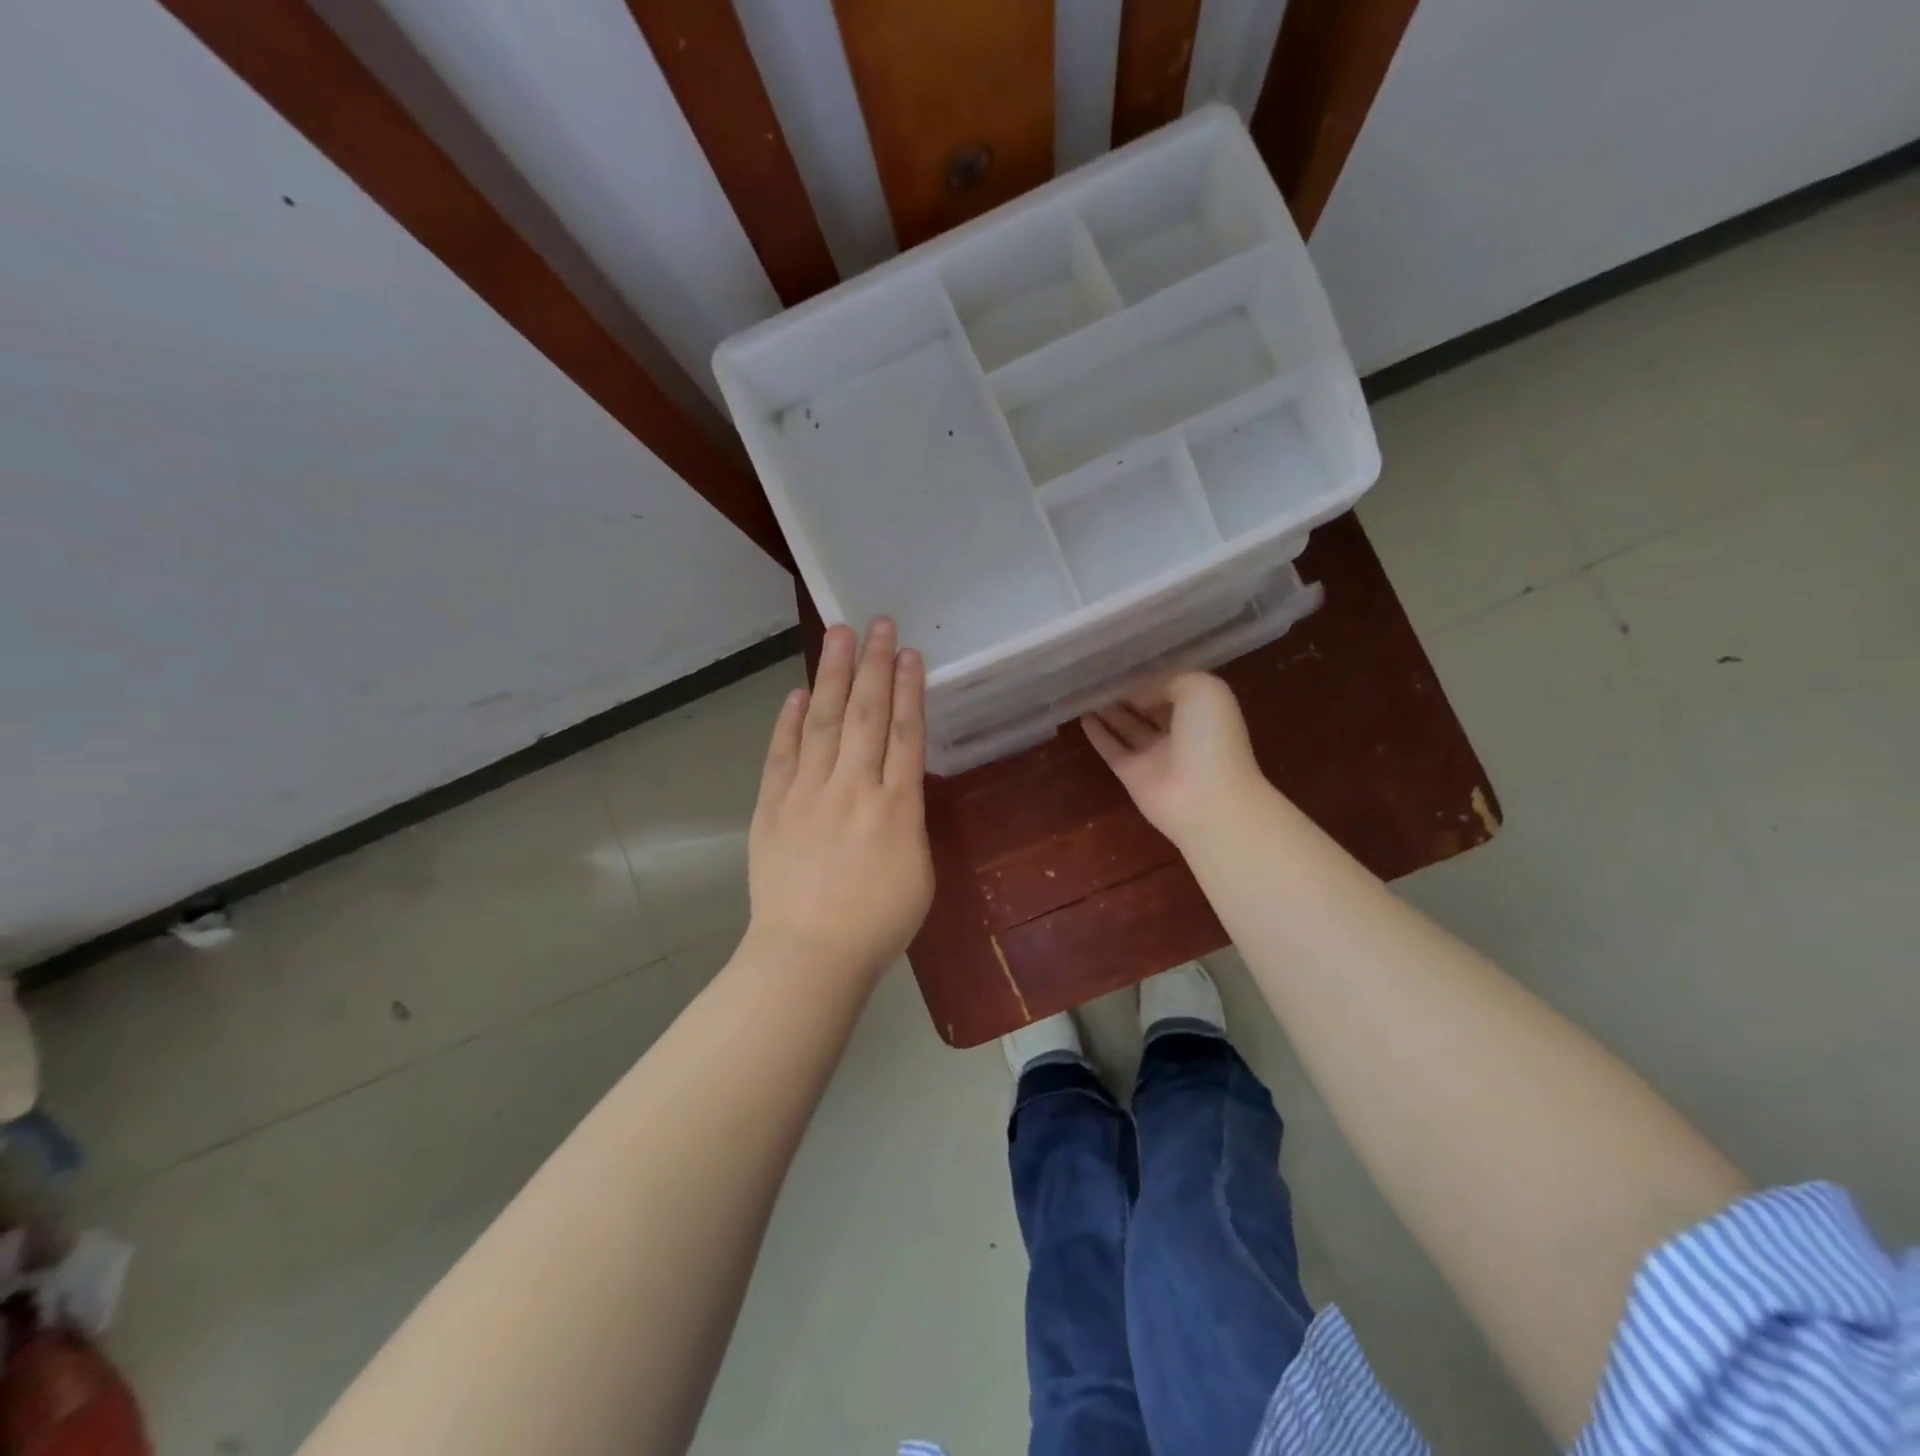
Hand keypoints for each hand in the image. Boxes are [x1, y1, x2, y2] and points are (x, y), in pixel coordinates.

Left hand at [745, 619, 933, 986]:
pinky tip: (798, 693)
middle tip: (878, 624)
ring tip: (839, 635)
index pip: (905, 732)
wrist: (809, 954)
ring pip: (824, 722)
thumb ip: (908, 819)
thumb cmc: (877, 924)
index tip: (909, 654)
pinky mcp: (773, 806)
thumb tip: (895, 787)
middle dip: (873, 665)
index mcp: (897, 806)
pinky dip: (790, 721)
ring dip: (832, 675)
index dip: (908, 689)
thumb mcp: (917, 871)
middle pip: (866, 714)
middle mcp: (853, 787)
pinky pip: (783, 754)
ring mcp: (808, 793)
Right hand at [1082, 672, 1263, 847]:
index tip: (1124, 663)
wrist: (1207, 799)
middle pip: (1148, 708)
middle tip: (1099, 675)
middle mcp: (1179, 731)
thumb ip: (1167, 682)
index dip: (1149, 676)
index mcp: (1201, 710)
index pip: (1171, 688)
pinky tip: (1082, 718)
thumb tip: (1137, 695)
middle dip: (1128, 693)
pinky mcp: (1132, 775)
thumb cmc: (1211, 738)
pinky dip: (1098, 735)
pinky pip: (1112, 749)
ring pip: (1128, 727)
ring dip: (1110, 711)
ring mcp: (1155, 755)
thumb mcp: (1201, 689)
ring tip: (1085, 692)